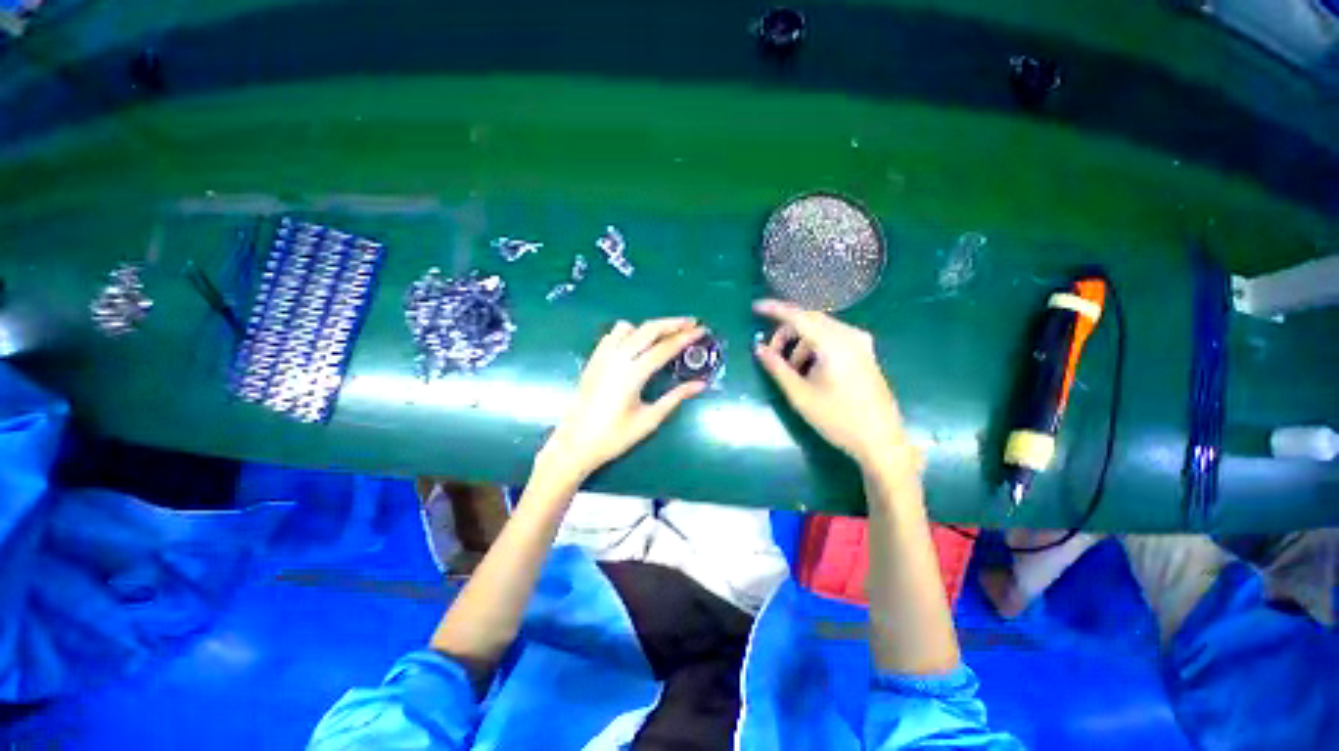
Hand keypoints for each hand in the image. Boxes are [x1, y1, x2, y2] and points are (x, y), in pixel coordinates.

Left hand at [539, 317, 707, 480]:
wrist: (575, 444)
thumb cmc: (614, 436)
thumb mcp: (649, 419)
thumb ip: (675, 397)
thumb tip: (701, 384)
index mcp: (632, 374)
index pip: (664, 348)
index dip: (685, 338)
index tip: (701, 330)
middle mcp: (617, 359)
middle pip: (648, 330)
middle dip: (672, 323)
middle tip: (691, 323)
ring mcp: (602, 357)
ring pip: (627, 327)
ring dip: (649, 327)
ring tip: (665, 334)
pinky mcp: (593, 360)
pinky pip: (612, 335)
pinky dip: (628, 332)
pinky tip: (636, 343)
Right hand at [753, 299, 913, 469]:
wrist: (881, 440)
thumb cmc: (838, 419)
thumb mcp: (800, 395)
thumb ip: (777, 367)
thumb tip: (758, 348)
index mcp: (833, 343)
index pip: (798, 316)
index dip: (775, 309)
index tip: (755, 307)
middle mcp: (850, 335)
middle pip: (810, 320)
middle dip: (786, 332)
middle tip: (770, 353)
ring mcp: (861, 343)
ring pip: (821, 329)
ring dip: (800, 342)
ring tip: (791, 370)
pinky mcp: (865, 352)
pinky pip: (832, 338)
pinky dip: (814, 346)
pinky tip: (809, 369)